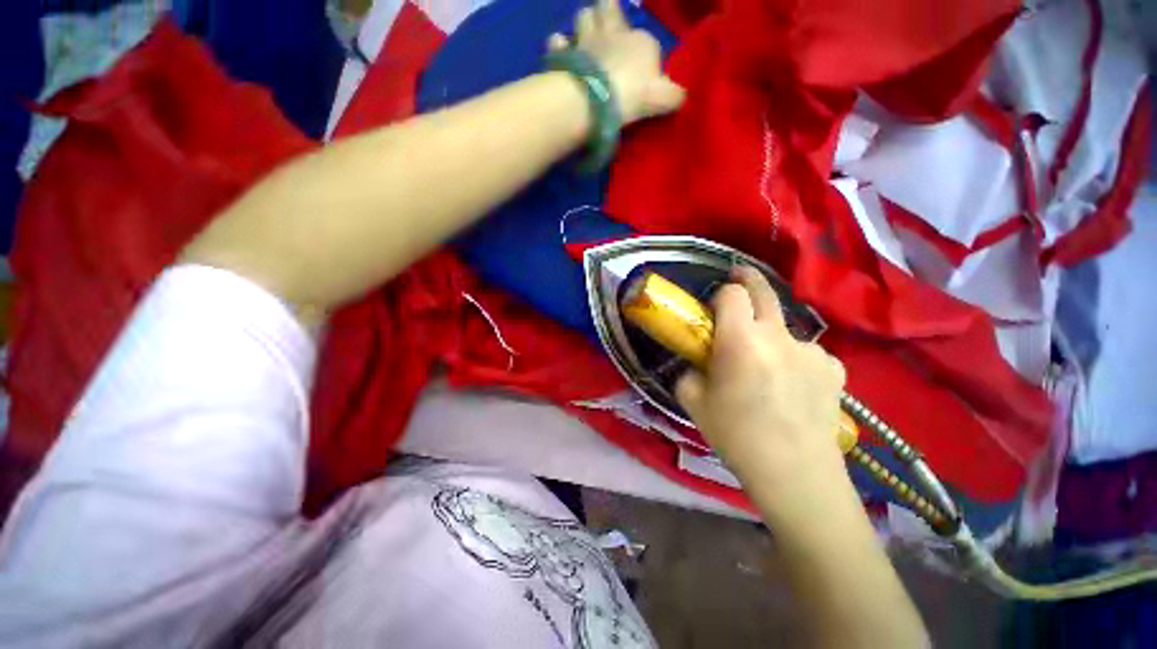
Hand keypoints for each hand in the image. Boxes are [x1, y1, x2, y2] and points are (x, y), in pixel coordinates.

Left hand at [548, 0, 684, 123]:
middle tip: (606, 26)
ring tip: (585, 41)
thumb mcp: (662, 98)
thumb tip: (679, 96)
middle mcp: (613, 32)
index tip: (640, 76)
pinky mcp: (565, 56)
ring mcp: (586, 41)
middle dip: (607, 12)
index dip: (643, 54)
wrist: (597, 99)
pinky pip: (558, 43)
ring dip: (585, 25)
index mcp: (640, 40)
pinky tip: (561, 54)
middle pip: (608, 8)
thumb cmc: (633, 95)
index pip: (645, 40)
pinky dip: (560, 48)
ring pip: (583, 16)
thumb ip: (673, 96)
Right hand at [675, 267, 848, 488]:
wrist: (795, 474)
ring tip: (766, 366)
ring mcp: (812, 350)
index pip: (732, 294)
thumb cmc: (736, 436)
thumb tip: (695, 363)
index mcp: (742, 341)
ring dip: (770, 335)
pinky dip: (794, 359)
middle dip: (748, 280)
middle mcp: (779, 336)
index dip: (721, 294)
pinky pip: (807, 352)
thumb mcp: (693, 401)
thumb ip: (688, 372)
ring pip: (784, 327)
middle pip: (764, 291)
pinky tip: (793, 385)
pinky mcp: (834, 367)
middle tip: (738, 279)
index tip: (714, 306)